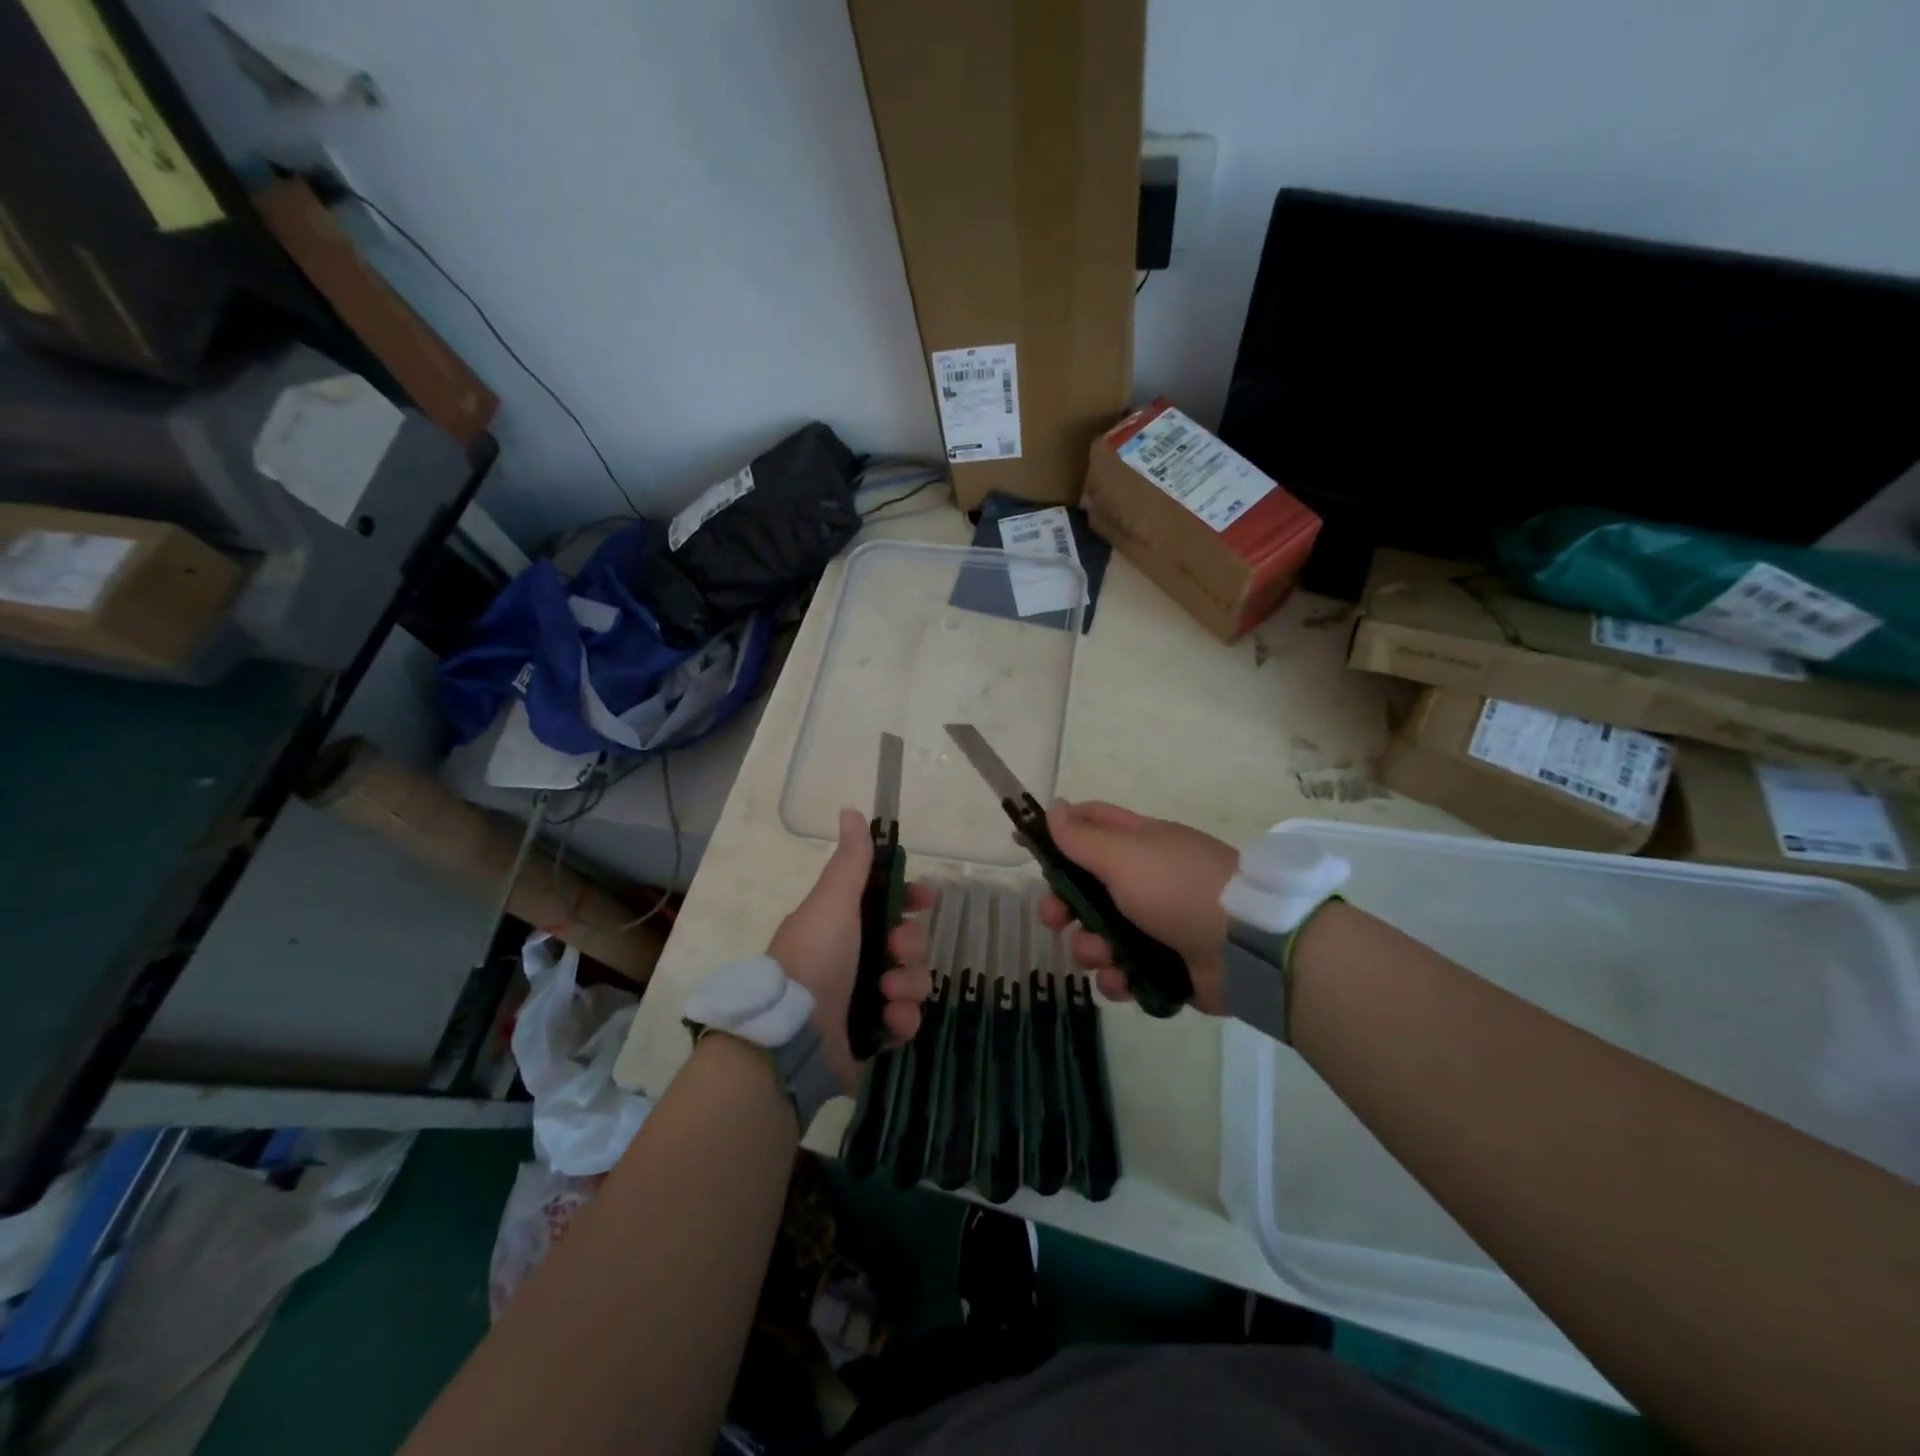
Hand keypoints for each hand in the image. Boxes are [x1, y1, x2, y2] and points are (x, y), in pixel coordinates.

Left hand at [768, 808, 934, 1089]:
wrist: (790, 1037)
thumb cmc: (814, 957)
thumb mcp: (833, 902)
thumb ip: (851, 861)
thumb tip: (851, 810)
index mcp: (843, 923)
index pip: (888, 902)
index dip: (911, 898)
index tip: (927, 899)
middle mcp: (855, 956)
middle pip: (909, 941)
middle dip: (911, 945)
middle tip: (895, 953)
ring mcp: (864, 996)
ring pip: (914, 979)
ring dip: (908, 984)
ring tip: (887, 994)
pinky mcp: (872, 1033)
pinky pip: (906, 1019)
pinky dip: (902, 1019)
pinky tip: (888, 1020)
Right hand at [1036, 800, 1237, 1014]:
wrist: (1245, 947)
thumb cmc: (1176, 888)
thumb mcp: (1123, 855)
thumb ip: (1083, 837)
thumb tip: (1055, 808)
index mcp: (1140, 844)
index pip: (1090, 825)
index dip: (1056, 832)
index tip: (1024, 846)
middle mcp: (1145, 880)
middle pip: (1085, 888)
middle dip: (1063, 904)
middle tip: (1054, 918)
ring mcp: (1157, 924)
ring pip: (1099, 933)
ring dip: (1089, 947)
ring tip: (1102, 955)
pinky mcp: (1165, 965)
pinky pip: (1124, 970)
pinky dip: (1118, 977)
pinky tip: (1122, 979)